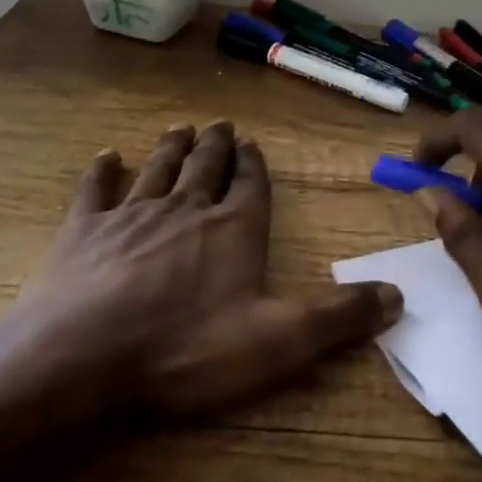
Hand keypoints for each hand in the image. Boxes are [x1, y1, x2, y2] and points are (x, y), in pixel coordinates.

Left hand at [18, 121, 400, 416]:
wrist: (83, 356)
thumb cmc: (187, 348)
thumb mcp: (279, 340)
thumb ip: (339, 316)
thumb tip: (398, 295)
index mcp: (234, 228)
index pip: (251, 185)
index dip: (254, 165)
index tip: (252, 144)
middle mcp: (186, 208)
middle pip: (205, 166)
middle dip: (216, 145)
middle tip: (220, 124)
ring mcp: (131, 215)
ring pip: (158, 169)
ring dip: (171, 148)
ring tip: (181, 128)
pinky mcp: (83, 231)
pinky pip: (95, 190)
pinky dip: (102, 171)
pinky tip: (106, 156)